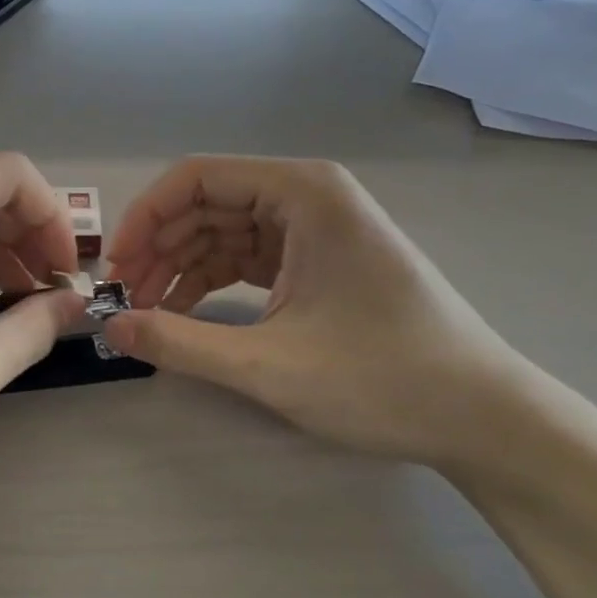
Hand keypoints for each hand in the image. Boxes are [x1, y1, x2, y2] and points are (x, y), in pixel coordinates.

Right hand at [100, 157, 532, 467]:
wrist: (485, 419)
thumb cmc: (384, 379)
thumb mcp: (270, 364)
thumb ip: (180, 342)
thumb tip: (111, 329)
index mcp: (302, 192)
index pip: (197, 178)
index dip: (146, 217)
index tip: (115, 267)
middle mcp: (306, 195)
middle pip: (207, 203)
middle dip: (158, 247)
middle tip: (124, 298)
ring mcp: (314, 227)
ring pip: (222, 230)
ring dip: (179, 266)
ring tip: (146, 311)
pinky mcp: (317, 259)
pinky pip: (246, 255)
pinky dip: (209, 280)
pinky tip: (183, 312)